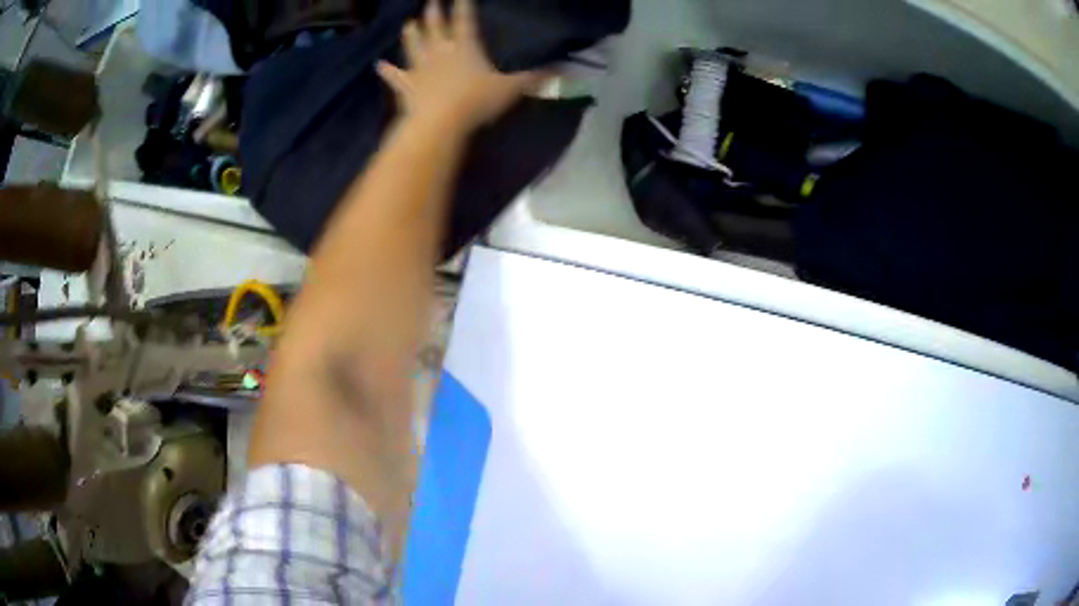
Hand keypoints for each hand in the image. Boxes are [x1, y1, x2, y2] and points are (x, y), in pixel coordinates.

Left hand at [376, 0, 548, 132]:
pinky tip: (379, 65)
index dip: (464, 5)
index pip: (465, 20)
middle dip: (434, 12)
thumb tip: (564, 66)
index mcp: (465, 47)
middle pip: (435, 27)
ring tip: (408, 23)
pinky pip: (395, 76)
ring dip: (411, 34)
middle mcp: (440, 52)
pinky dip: (387, 71)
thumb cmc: (476, 102)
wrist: (439, 125)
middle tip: (431, 1)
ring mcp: (420, 69)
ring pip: (414, 46)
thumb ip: (535, 76)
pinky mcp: (407, 87)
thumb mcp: (512, 88)